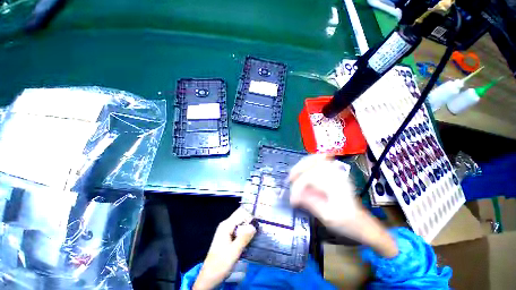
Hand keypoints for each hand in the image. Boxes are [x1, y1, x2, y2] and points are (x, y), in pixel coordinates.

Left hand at [193, 207, 256, 289]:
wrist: (209, 277)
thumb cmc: (220, 264)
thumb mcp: (234, 251)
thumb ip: (244, 238)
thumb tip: (254, 226)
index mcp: (226, 225)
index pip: (241, 213)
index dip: (250, 215)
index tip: (260, 221)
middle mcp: (226, 225)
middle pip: (241, 218)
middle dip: (251, 221)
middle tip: (261, 227)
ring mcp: (226, 231)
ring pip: (240, 224)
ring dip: (249, 228)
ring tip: (259, 232)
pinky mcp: (228, 237)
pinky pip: (239, 230)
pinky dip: (245, 233)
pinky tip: (251, 238)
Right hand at [289, 154, 358, 227]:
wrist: (361, 222)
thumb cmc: (345, 222)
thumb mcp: (326, 217)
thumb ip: (309, 203)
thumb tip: (293, 197)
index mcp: (335, 186)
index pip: (310, 178)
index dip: (298, 187)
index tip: (292, 200)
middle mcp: (336, 174)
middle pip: (312, 163)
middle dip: (298, 170)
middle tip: (290, 180)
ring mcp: (336, 171)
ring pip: (316, 158)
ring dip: (302, 164)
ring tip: (294, 173)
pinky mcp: (335, 171)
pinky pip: (322, 159)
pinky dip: (311, 160)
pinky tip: (305, 165)